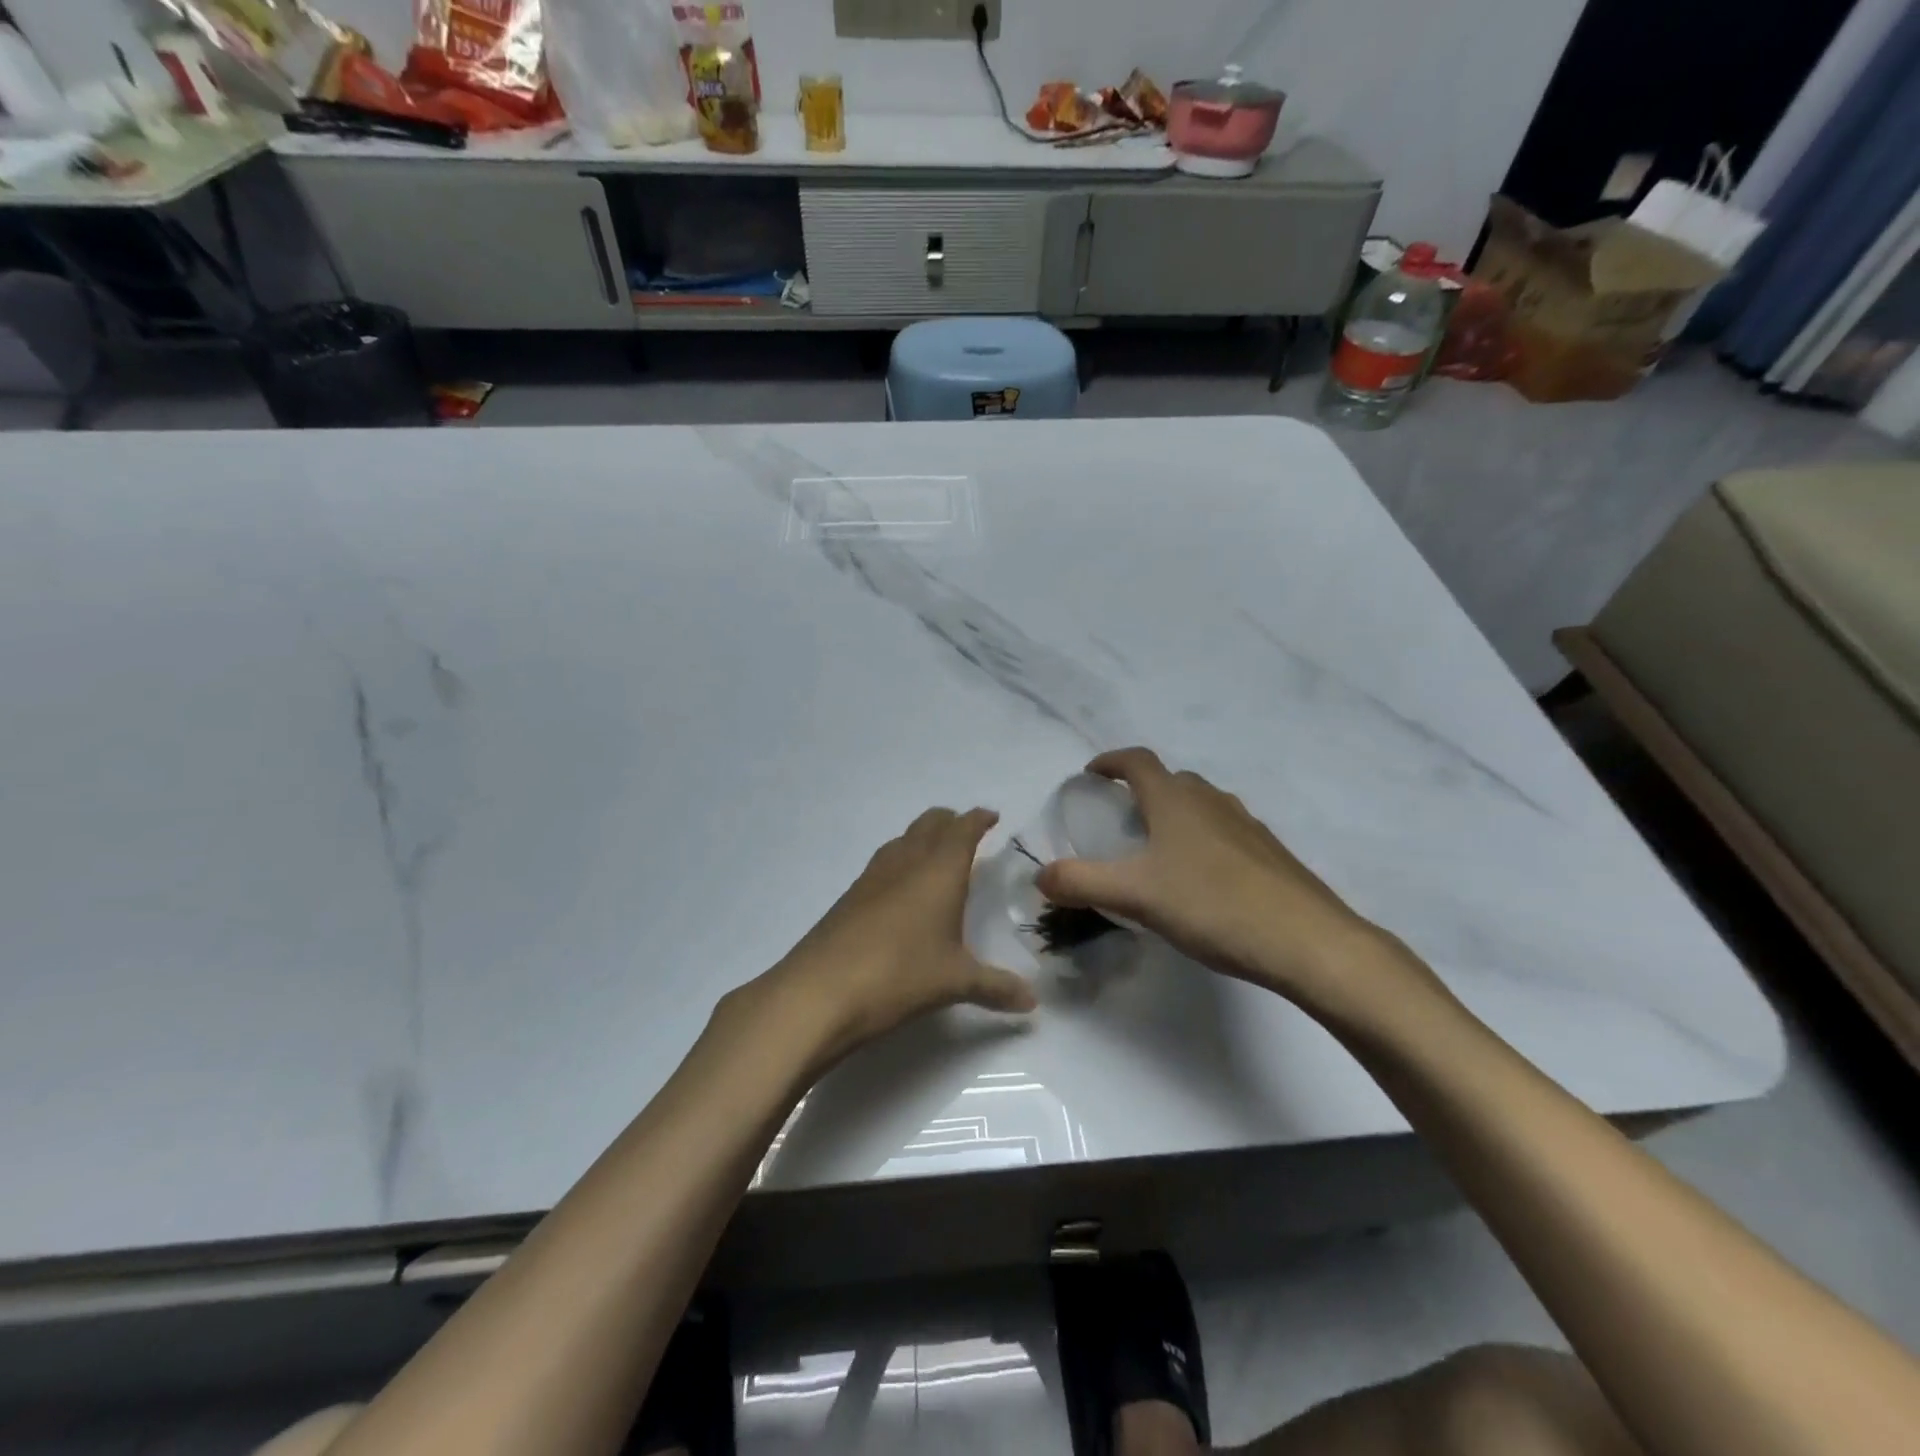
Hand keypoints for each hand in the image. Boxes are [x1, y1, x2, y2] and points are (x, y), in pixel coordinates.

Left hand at [755, 808, 1036, 1072]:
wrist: (820, 991)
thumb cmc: (900, 974)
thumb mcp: (955, 982)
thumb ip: (996, 988)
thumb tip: (1032, 1003)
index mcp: (939, 870)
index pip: (962, 829)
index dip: (978, 819)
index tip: (992, 817)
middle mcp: (906, 862)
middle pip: (930, 823)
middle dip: (950, 821)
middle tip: (967, 832)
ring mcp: (873, 876)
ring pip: (903, 840)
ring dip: (922, 838)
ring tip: (937, 856)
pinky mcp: (850, 896)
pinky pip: (883, 863)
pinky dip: (900, 861)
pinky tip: (902, 891)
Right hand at [1036, 749, 1406, 1017]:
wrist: (1307, 941)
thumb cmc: (1212, 905)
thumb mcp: (1135, 895)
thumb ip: (1081, 882)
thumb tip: (1040, 875)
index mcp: (1175, 800)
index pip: (1137, 761)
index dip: (1111, 761)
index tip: (1091, 774)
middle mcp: (1212, 801)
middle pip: (1172, 780)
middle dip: (1143, 791)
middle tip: (1122, 821)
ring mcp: (1248, 826)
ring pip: (1202, 806)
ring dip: (1176, 815)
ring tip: (1159, 852)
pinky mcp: (1271, 854)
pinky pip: (1226, 833)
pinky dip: (1204, 841)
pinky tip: (1203, 882)